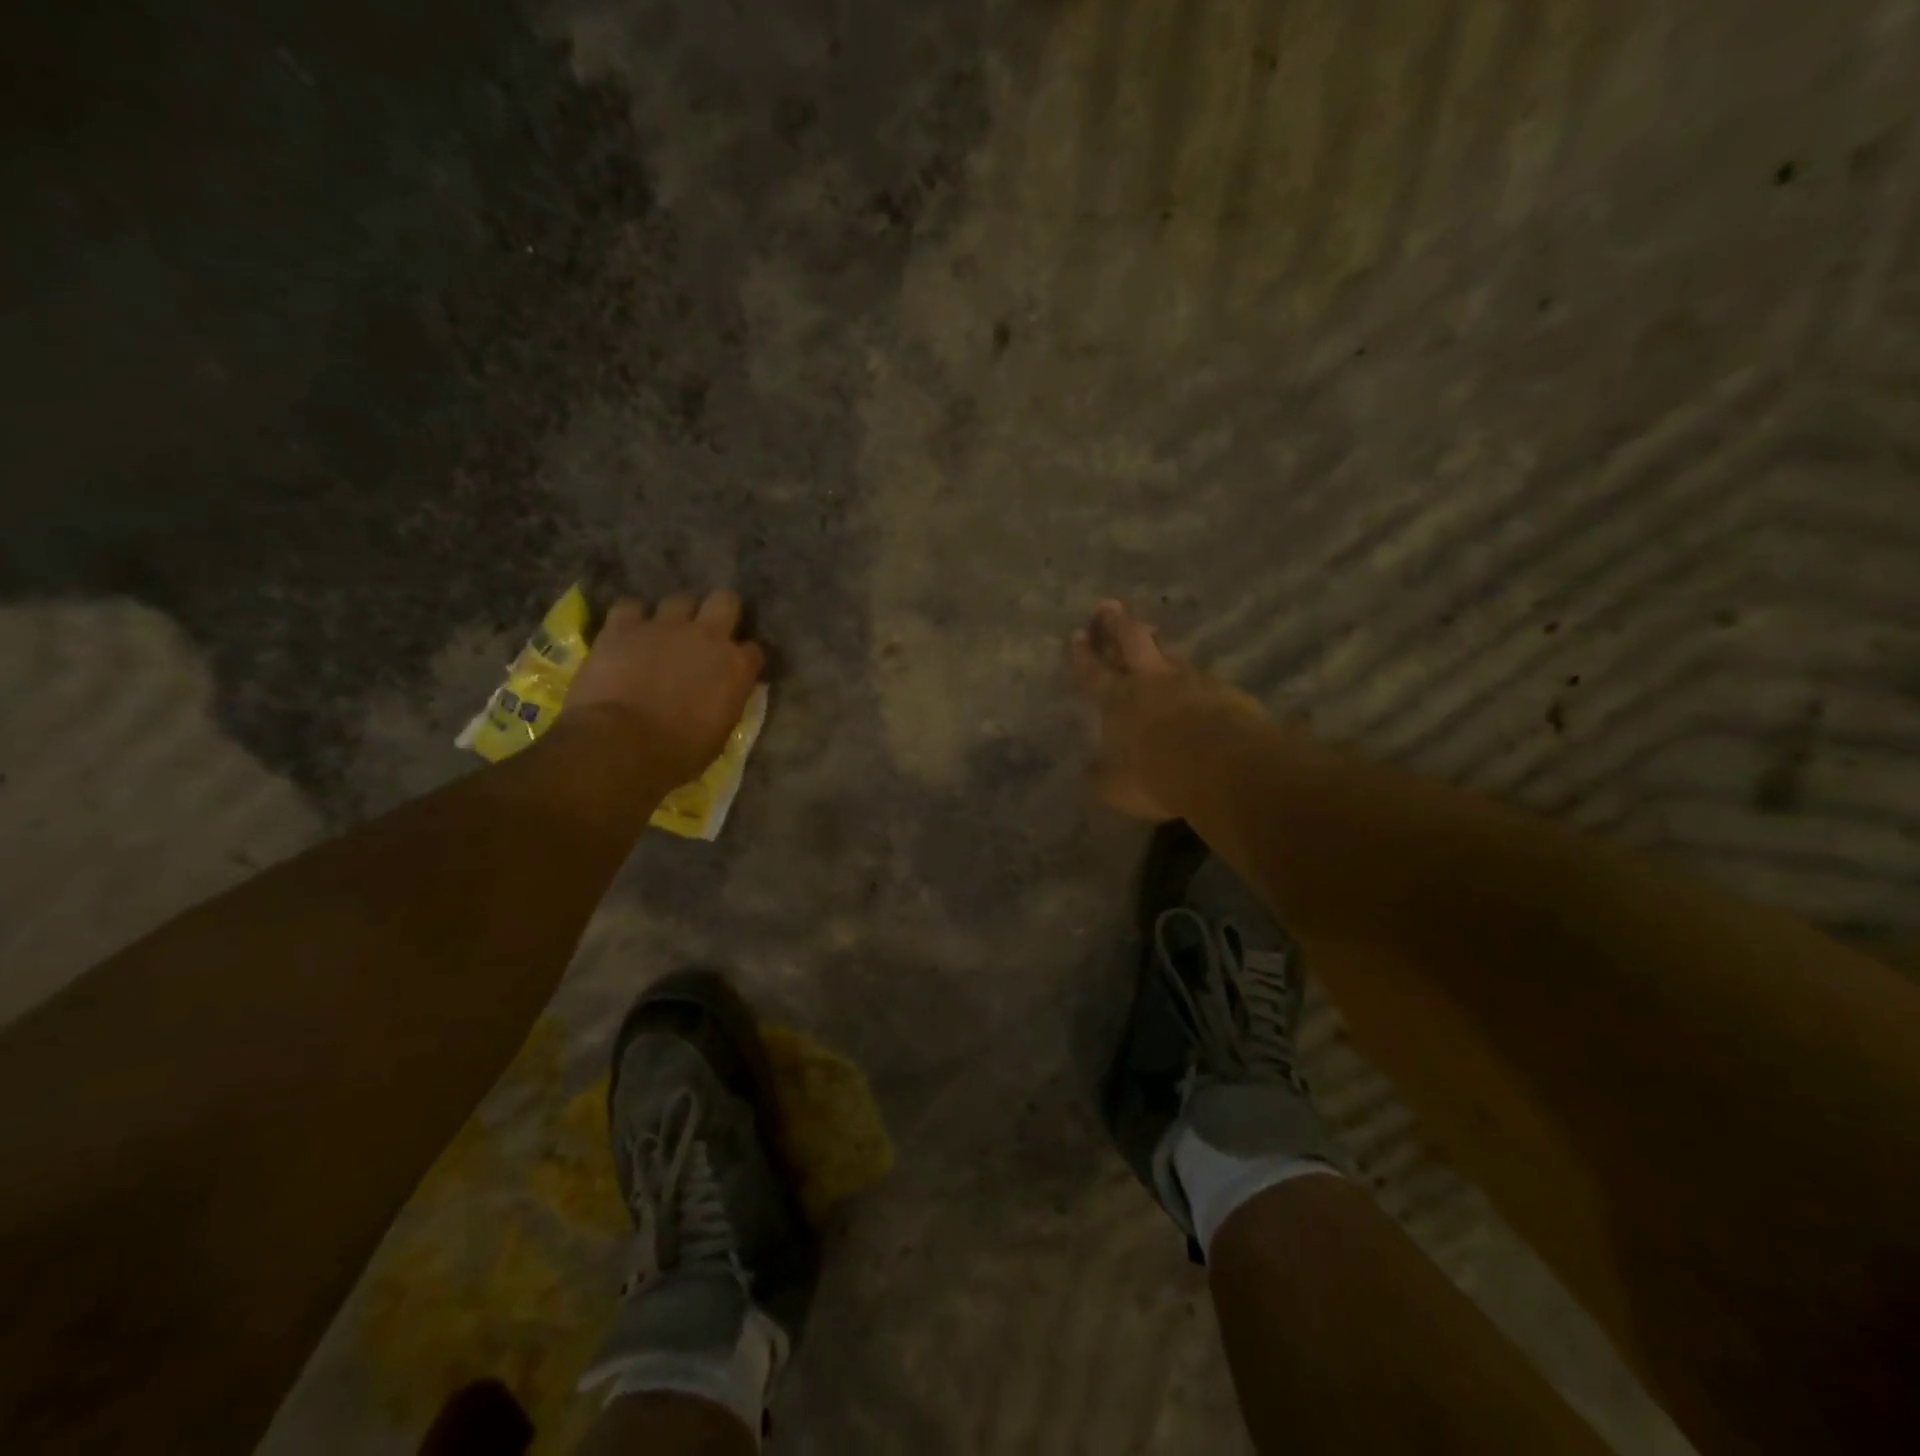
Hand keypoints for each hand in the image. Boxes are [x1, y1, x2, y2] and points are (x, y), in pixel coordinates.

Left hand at [563, 592, 764, 787]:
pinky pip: (631, 607)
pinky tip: (627, 634)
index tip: (735, 670)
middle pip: (725, 600)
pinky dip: (631, 619)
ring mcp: (664, 626)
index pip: (754, 650)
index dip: (743, 658)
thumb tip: (723, 696)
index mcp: (736, 667)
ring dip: (675, 615)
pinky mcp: (623, 626)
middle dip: (719, 612)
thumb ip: (726, 703)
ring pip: (679, 600)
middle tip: (707, 633)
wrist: (621, 745)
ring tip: (664, 634)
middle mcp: (707, 636)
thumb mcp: (720, 734)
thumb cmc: (678, 754)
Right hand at [1069, 600, 1268, 820]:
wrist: (1225, 767)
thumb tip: (1090, 770)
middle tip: (1108, 606)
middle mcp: (1151, 681)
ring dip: (1158, 644)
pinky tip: (1194, 683)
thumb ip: (1101, 775)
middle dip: (1117, 623)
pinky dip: (1191, 676)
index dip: (1082, 655)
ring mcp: (1191, 680)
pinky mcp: (1224, 690)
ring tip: (1152, 635)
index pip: (1092, 672)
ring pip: (1169, 653)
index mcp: (1118, 700)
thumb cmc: (1158, 776)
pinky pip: (1201, 677)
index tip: (1076, 636)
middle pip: (1132, 641)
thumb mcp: (1117, 788)